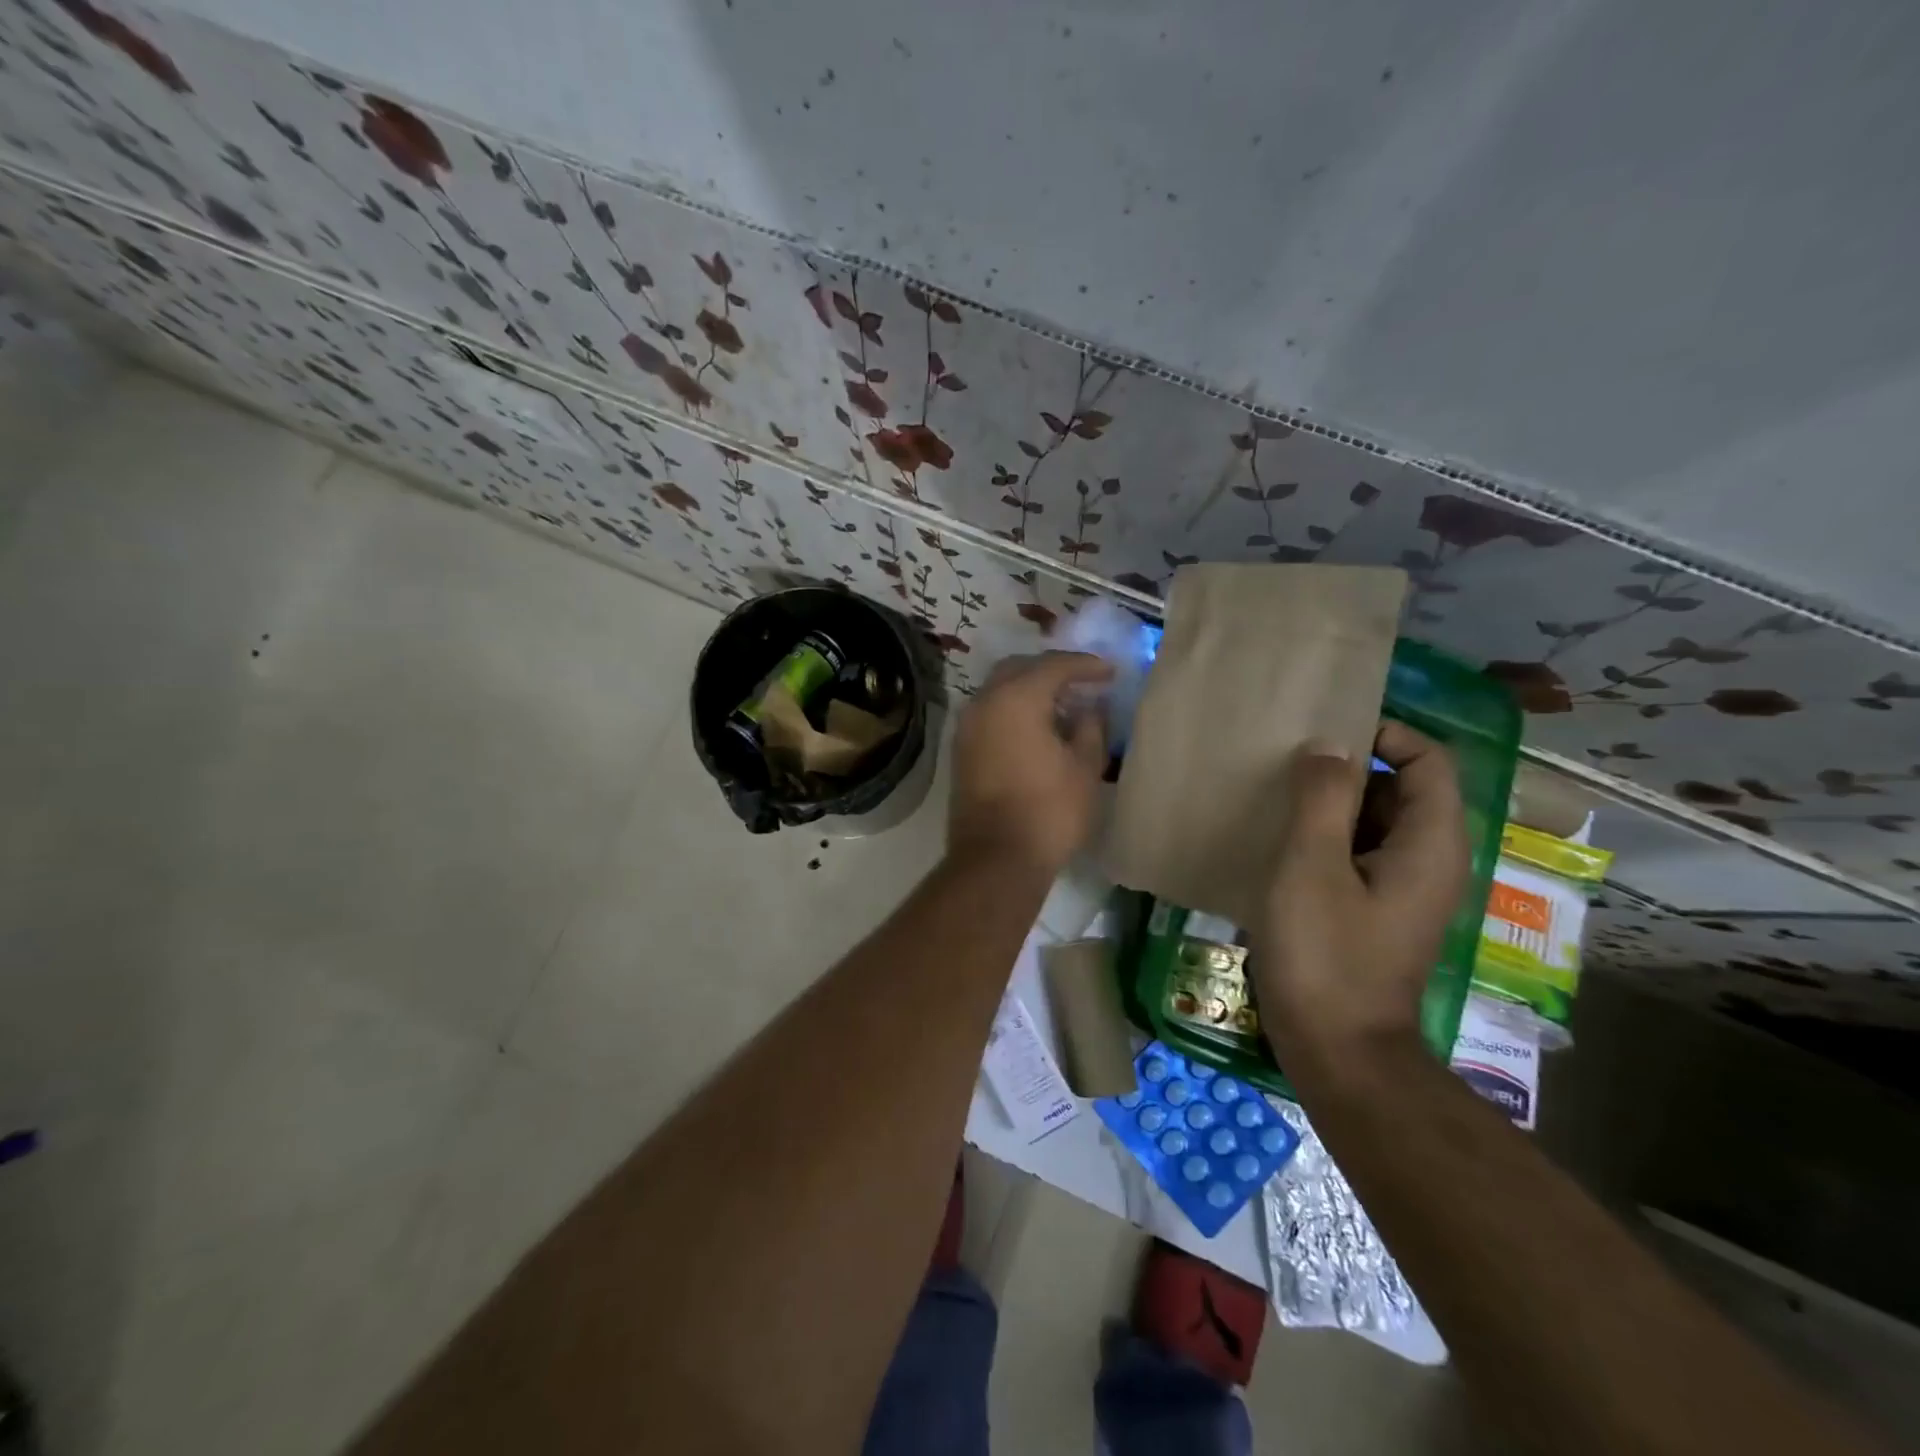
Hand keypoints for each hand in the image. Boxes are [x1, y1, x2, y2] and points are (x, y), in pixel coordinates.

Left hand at [947, 652, 1113, 874]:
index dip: (1086, 665)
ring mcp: (967, 727)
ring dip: (1030, 690)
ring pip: (1000, 690)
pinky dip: (1014, 710)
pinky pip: (991, 713)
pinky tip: (1039, 728)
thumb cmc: (1049, 811)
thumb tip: (1089, 709)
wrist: (996, 859)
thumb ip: (1091, 727)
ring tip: (1064, 706)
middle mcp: (984, 702)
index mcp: (1016, 698)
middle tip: (1083, 682)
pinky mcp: (962, 750)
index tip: (1111, 672)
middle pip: (1019, 669)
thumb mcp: (1085, 767)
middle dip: (1052, 670)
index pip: (1054, 665)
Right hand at [1251, 722, 1469, 1062]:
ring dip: (1333, 806)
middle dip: (1351, 769)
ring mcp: (1404, 890)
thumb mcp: (1312, 866)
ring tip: (1278, 799)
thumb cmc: (1325, 954)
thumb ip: (1323, 798)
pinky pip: (1360, 855)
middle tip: (1289, 765)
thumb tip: (1330, 746)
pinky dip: (1328, 840)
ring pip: (1376, 823)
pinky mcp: (1378, 912)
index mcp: (1430, 843)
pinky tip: (1281, 846)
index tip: (1325, 733)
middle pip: (1402, 788)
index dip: (1386, 734)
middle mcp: (1430, 861)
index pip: (1430, 760)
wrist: (1338, 1050)